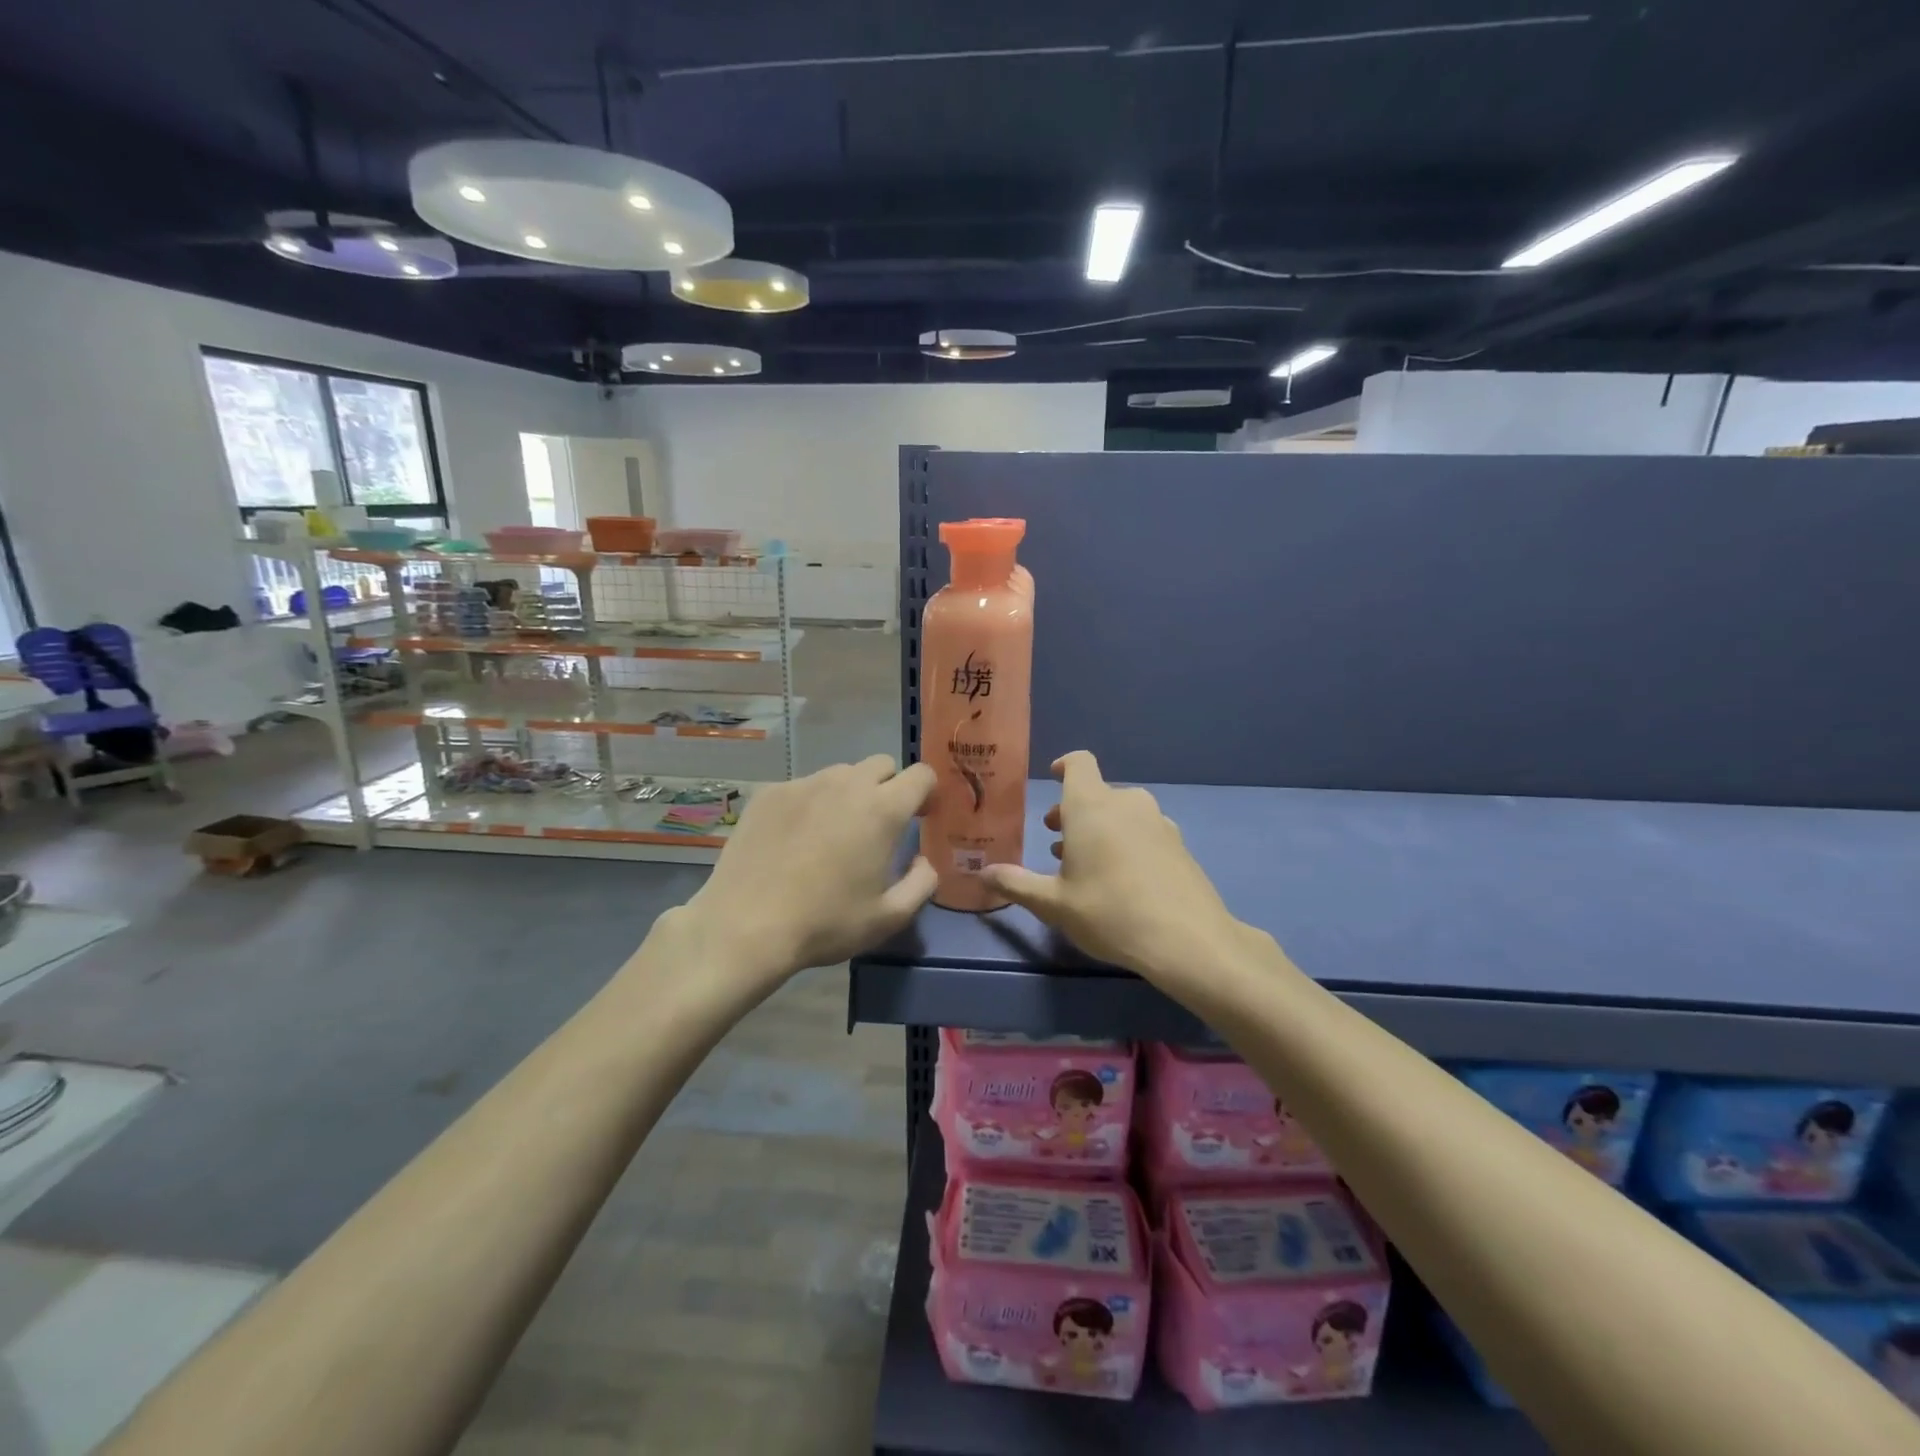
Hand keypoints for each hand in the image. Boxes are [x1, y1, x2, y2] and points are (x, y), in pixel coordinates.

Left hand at [681, 756, 937, 984]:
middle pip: (881, 765)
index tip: (920, 817)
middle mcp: (846, 784)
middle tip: (877, 827)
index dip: (927, 793)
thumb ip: (921, 883)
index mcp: (882, 810)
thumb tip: (923, 860)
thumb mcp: (889, 917)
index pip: (921, 775)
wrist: (745, 926)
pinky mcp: (769, 793)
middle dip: (889, 787)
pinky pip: (803, 787)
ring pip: (840, 774)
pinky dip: (810, 804)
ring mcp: (803, 784)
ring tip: (832, 833)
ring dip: (849, 794)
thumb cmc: (825, 923)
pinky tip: (794, 839)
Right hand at [981, 751, 1246, 983]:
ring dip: (1100, 828)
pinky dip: (1127, 841)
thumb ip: (1016, 884)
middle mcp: (1127, 803)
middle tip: (1057, 842)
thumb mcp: (1054, 904)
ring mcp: (1158, 821)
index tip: (1052, 779)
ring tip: (1086, 865)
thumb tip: (982, 873)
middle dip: (1074, 811)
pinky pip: (1144, 830)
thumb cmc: (1109, 912)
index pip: (1079, 763)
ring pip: (1122, 812)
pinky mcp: (1179, 843)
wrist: (1187, 939)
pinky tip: (1123, 879)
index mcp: (1092, 805)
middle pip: (1097, 792)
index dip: (1064, 765)